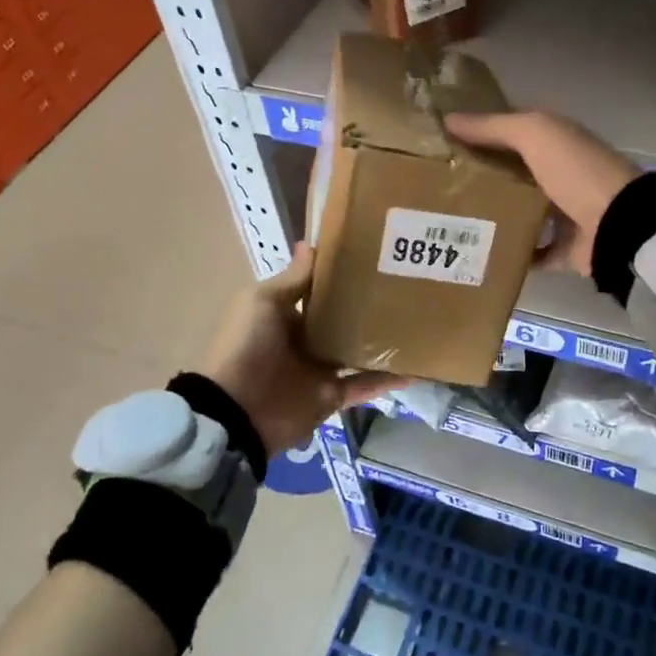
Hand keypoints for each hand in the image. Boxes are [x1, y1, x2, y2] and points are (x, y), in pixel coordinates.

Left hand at [198, 245, 404, 454]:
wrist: (235, 411)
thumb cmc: (247, 346)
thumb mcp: (263, 302)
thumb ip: (293, 279)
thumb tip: (310, 243)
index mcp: (286, 315)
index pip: (320, 292)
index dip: (343, 278)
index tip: (376, 258)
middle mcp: (306, 340)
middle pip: (343, 321)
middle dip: (369, 308)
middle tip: (408, 287)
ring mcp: (321, 370)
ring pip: (359, 352)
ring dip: (384, 342)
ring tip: (420, 323)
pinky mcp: (333, 397)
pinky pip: (365, 385)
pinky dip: (389, 380)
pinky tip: (418, 369)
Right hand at [444, 111, 637, 276]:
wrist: (620, 226)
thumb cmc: (576, 171)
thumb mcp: (534, 134)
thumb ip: (493, 126)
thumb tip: (448, 119)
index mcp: (556, 143)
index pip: (511, 135)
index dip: (479, 137)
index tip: (441, 147)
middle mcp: (561, 175)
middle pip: (512, 176)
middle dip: (479, 181)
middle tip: (436, 190)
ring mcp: (565, 215)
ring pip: (520, 214)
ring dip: (493, 219)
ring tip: (450, 224)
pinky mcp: (566, 250)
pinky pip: (532, 252)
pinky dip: (512, 254)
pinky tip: (480, 255)